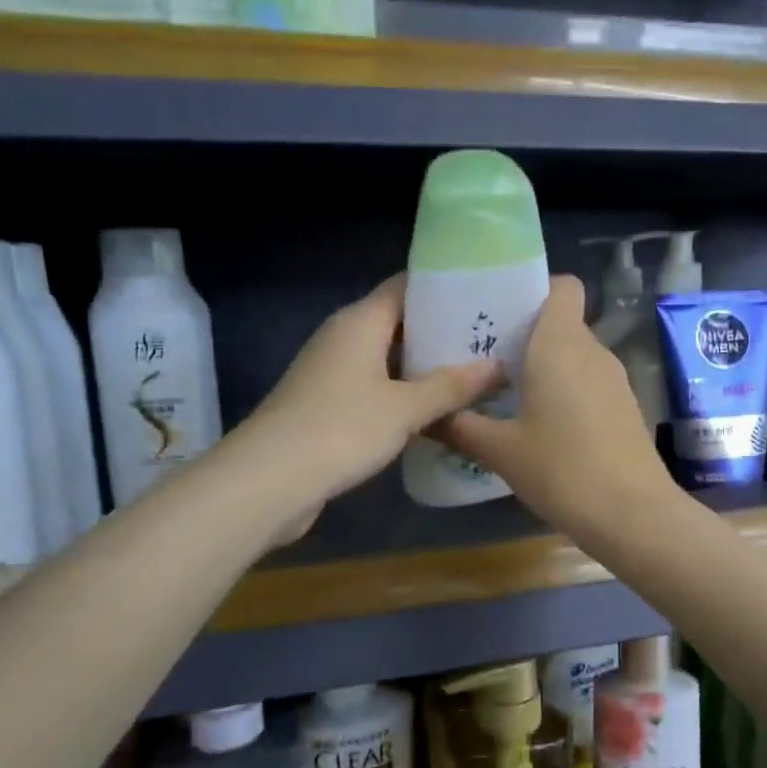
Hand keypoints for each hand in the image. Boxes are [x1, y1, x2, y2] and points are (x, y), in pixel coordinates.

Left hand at [249, 275, 500, 539]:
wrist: (269, 480)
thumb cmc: (341, 429)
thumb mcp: (405, 408)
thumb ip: (452, 387)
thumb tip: (497, 366)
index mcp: (360, 322)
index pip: (406, 286)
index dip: (444, 288)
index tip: (485, 296)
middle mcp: (344, 338)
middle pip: (400, 323)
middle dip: (443, 333)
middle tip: (491, 342)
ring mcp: (333, 372)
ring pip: (389, 360)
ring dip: (426, 369)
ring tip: (475, 376)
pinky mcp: (328, 405)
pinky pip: (376, 389)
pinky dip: (405, 395)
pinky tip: (437, 412)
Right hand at [441, 276, 677, 539]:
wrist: (632, 514)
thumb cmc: (562, 469)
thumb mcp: (501, 451)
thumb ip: (461, 427)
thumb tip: (428, 417)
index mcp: (560, 343)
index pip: (562, 286)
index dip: (535, 289)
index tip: (502, 314)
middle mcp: (592, 351)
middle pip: (561, 322)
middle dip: (526, 335)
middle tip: (485, 359)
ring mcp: (615, 380)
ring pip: (575, 355)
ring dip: (545, 367)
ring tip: (507, 394)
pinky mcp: (625, 407)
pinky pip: (588, 382)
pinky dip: (566, 391)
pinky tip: (542, 425)